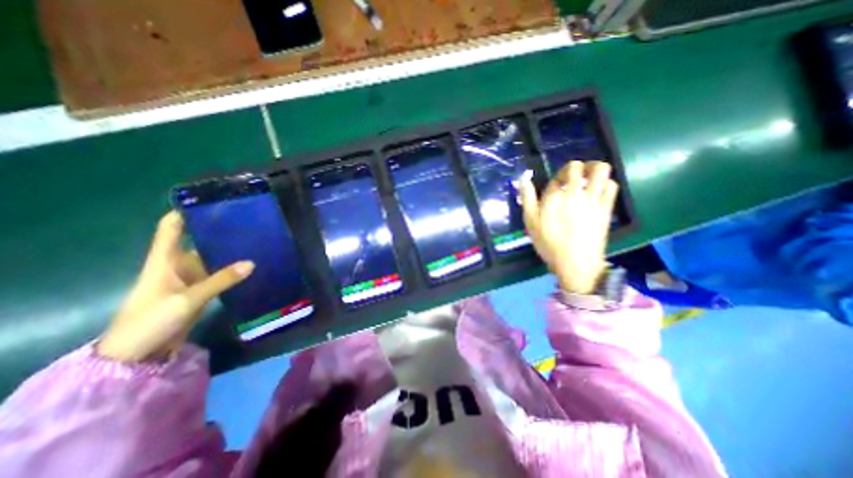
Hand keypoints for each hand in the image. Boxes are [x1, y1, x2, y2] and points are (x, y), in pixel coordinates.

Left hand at [98, 212, 251, 360]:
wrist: (137, 354)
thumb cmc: (150, 321)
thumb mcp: (186, 300)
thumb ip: (220, 281)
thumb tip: (251, 263)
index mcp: (164, 260)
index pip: (171, 228)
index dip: (185, 212)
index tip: (209, 202)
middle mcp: (177, 265)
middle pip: (197, 241)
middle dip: (219, 232)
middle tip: (247, 223)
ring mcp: (190, 279)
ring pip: (211, 258)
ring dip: (229, 252)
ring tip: (254, 241)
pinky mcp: (199, 291)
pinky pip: (219, 275)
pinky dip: (232, 270)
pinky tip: (250, 266)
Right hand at [520, 160, 619, 294]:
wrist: (576, 262)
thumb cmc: (549, 243)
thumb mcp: (531, 222)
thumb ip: (527, 198)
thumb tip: (523, 178)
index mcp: (554, 196)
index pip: (555, 178)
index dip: (554, 181)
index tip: (553, 190)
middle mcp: (575, 192)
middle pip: (577, 167)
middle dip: (572, 168)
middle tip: (569, 178)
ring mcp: (593, 198)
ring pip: (601, 170)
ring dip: (593, 168)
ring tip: (587, 177)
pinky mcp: (606, 207)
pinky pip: (612, 185)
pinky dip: (605, 183)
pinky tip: (598, 190)